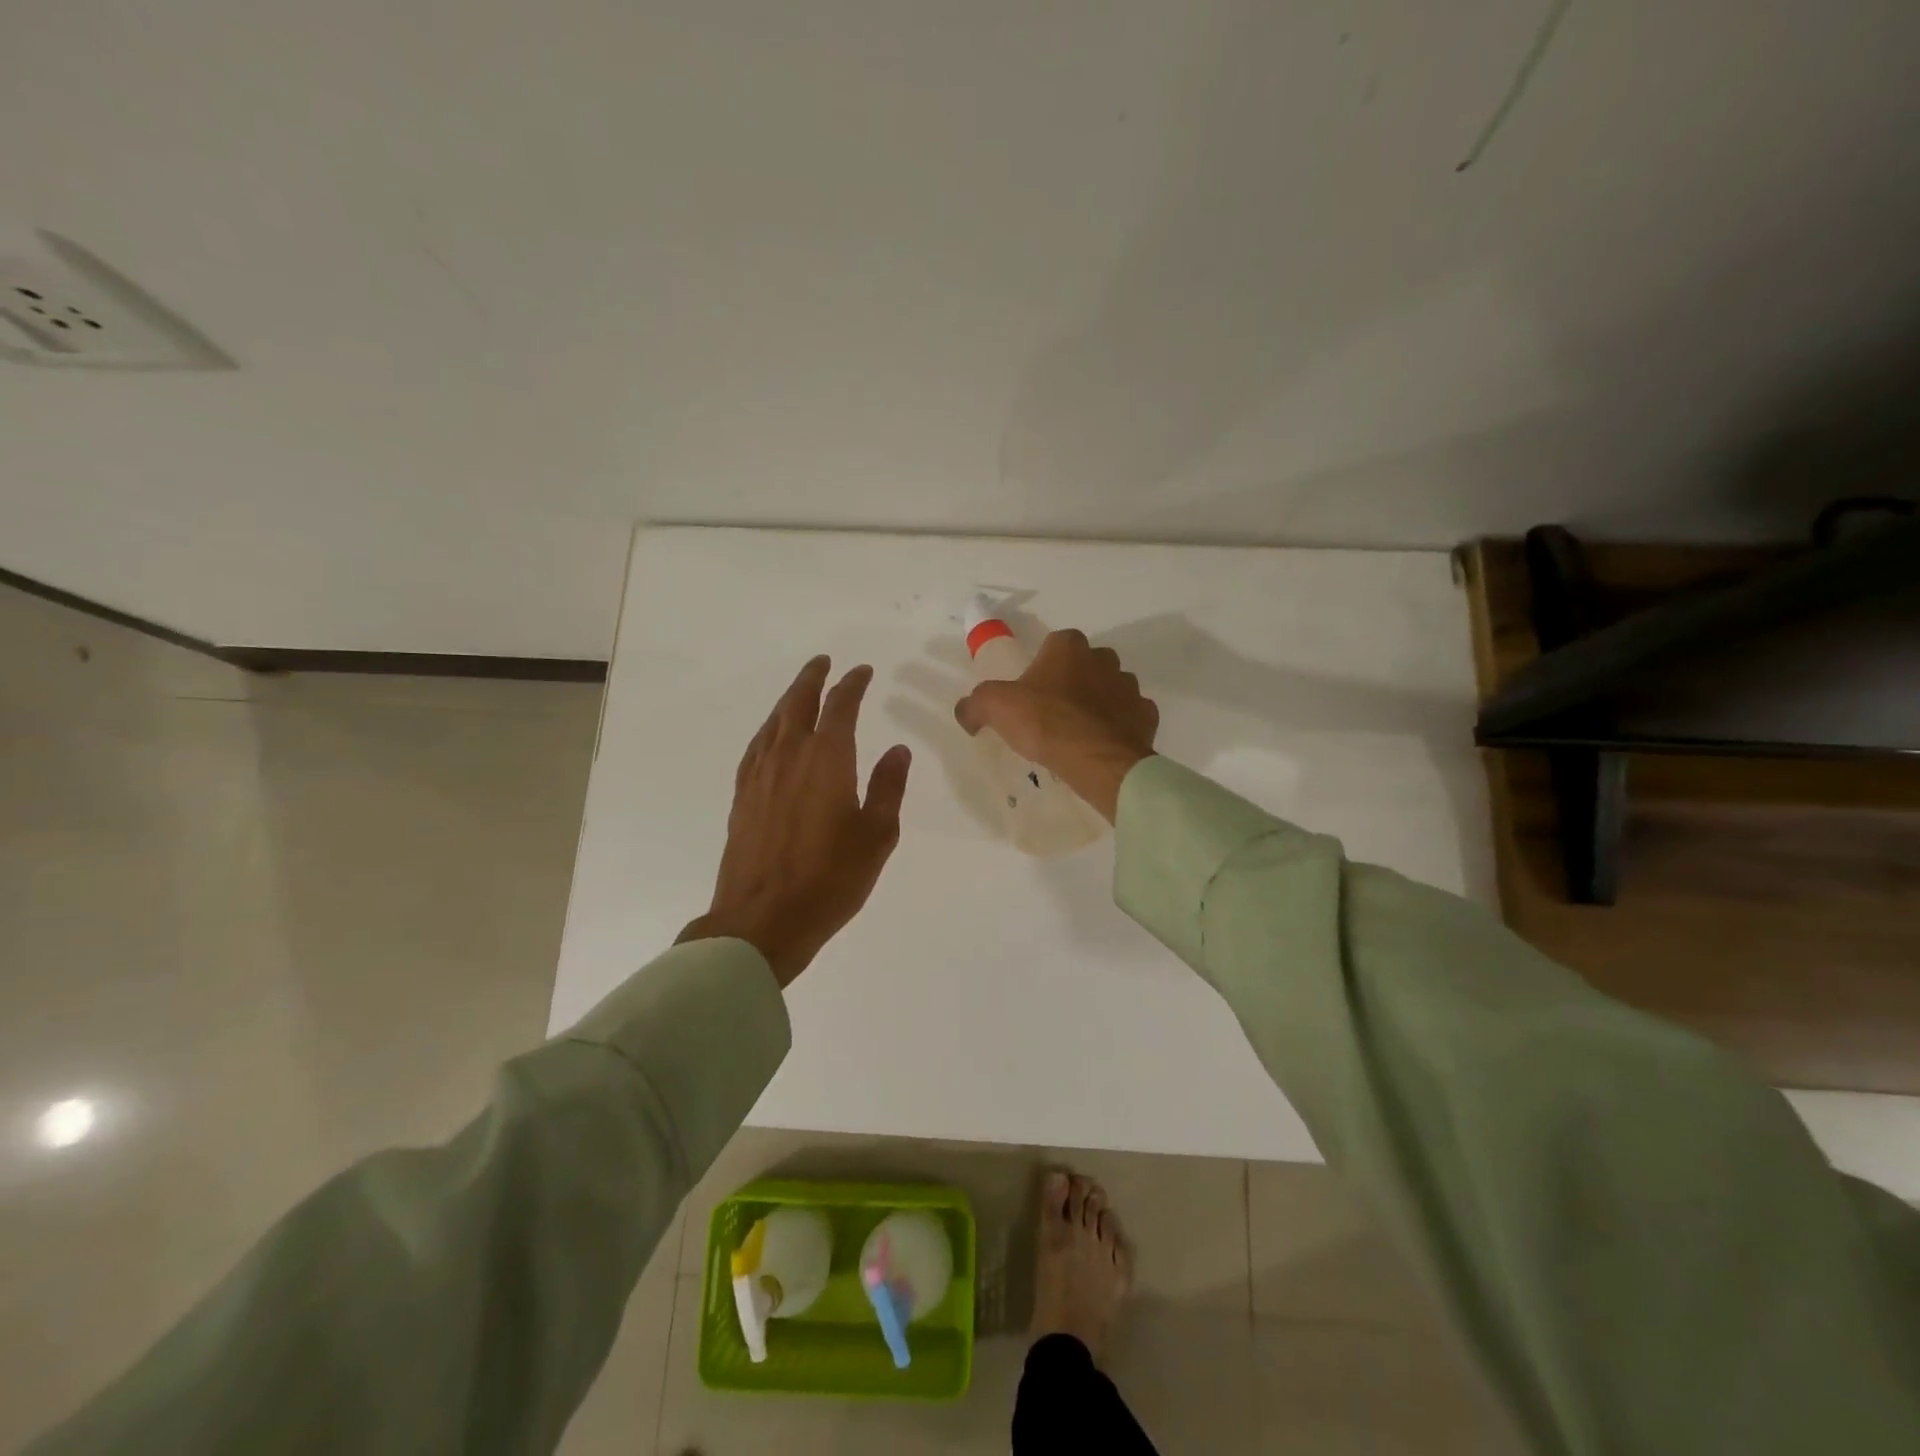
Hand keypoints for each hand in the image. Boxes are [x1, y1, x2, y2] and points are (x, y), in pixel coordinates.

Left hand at [680, 656, 911, 987]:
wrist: (763, 919)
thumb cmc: (830, 879)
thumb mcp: (876, 835)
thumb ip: (888, 787)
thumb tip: (897, 749)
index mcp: (827, 759)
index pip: (840, 706)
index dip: (852, 684)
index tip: (862, 671)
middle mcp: (790, 756)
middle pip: (799, 703)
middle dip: (813, 678)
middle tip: (824, 662)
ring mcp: (760, 775)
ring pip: (774, 722)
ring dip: (789, 699)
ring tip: (801, 690)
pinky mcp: (742, 796)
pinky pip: (756, 747)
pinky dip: (769, 729)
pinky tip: (772, 735)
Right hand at [953, 629, 1157, 821]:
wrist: (1096, 760)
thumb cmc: (1045, 722)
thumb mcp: (995, 707)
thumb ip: (975, 703)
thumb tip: (967, 711)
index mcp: (1069, 647)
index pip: (1055, 643)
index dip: (1042, 665)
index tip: (1032, 691)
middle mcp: (1104, 659)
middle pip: (1086, 664)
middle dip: (1073, 681)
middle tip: (1053, 711)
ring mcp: (1129, 687)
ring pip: (1111, 689)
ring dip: (1098, 703)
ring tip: (1078, 732)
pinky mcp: (1146, 716)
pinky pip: (1129, 716)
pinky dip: (1118, 726)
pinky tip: (1101, 744)